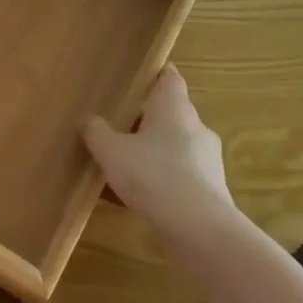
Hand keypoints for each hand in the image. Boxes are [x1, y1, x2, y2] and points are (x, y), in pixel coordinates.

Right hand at [83, 66, 233, 240]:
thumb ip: (97, 131)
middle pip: (173, 111)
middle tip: (122, 121)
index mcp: (173, 107)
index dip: (157, 74)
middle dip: (150, 116)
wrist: (200, 229)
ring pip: (178, 143)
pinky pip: (184, 172)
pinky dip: (166, 175)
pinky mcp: (213, 188)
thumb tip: (90, 120)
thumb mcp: (111, 151)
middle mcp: (196, 126)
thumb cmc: (153, 175)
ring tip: (129, 160)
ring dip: (157, 148)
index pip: (170, 78)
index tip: (142, 75)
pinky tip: (145, 192)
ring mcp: (208, 158)